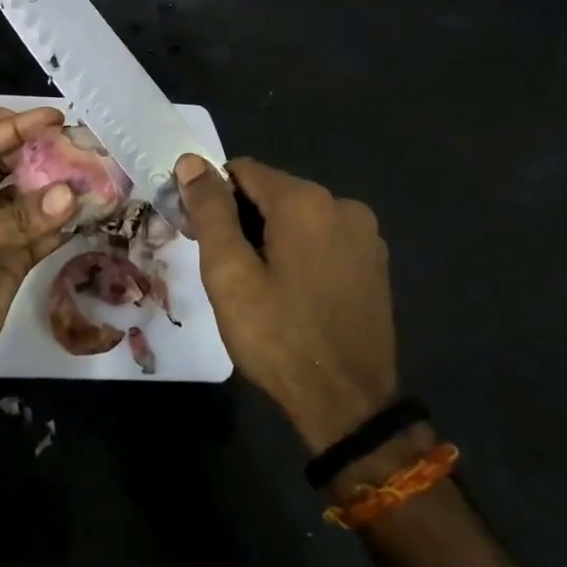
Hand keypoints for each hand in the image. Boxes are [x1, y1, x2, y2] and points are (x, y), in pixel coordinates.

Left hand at [0, 105, 75, 411]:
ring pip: (28, 201)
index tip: (55, 117)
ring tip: (95, 173)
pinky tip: (90, 211)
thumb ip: (13, 219)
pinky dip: (64, 224)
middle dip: (40, 154)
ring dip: (57, 189)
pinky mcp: (10, 263)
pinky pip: (41, 234)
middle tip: (81, 144)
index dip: (15, 128)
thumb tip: (71, 194)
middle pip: (6, 168)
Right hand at [175, 154, 398, 453]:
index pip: (242, 171)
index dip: (212, 197)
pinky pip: (323, 239)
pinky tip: (291, 292)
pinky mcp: (375, 263)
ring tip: (256, 286)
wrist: (348, 405)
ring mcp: (366, 235)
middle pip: (272, 192)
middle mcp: (343, 204)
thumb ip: (210, 211)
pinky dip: (299, 252)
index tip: (199, 236)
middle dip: (240, 218)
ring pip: (298, 217)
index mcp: (305, 201)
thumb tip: (191, 161)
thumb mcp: (229, 273)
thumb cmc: (278, 336)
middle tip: (222, 268)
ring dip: (269, 236)